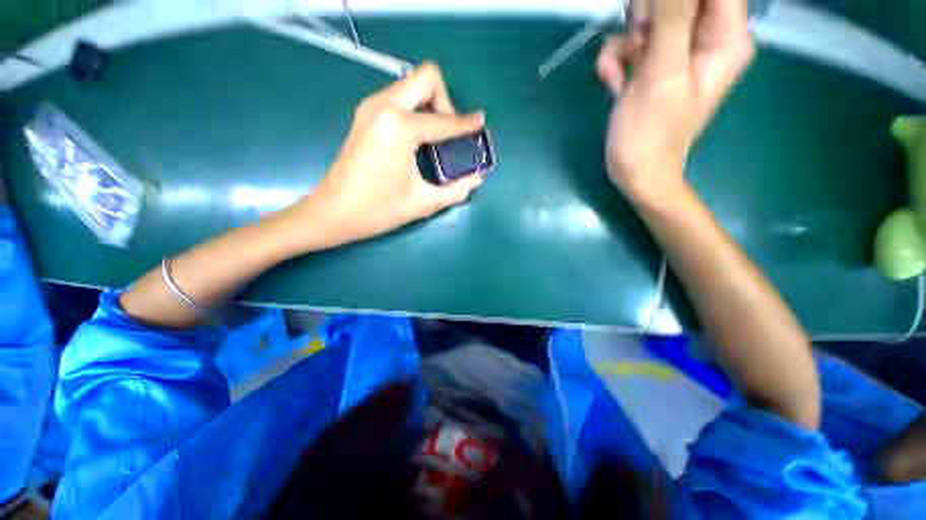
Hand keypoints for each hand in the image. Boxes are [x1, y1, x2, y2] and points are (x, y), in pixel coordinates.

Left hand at [279, 62, 485, 250]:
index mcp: (400, 127)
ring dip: (430, 104)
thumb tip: (477, 178)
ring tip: (435, 138)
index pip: (444, 120)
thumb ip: (456, 190)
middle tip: (449, 134)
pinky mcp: (365, 115)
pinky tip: (418, 138)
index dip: (466, 124)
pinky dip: (415, 110)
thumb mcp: (424, 203)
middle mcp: (385, 106)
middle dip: (446, 102)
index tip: (480, 124)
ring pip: (412, 84)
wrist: (332, 213)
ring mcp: (371, 107)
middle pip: (427, 78)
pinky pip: (399, 98)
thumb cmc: (378, 210)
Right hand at [597, 0, 753, 205]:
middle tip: (639, 43)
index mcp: (724, 36)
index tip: (652, 16)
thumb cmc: (652, 134)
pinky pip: (629, 42)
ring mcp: (674, 50)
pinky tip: (613, 84)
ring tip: (626, 70)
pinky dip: (615, 60)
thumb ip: (672, 18)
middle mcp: (704, 37)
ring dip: (625, 39)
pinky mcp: (650, 64)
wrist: (634, 171)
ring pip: (648, 13)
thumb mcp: (662, 74)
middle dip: (649, 14)